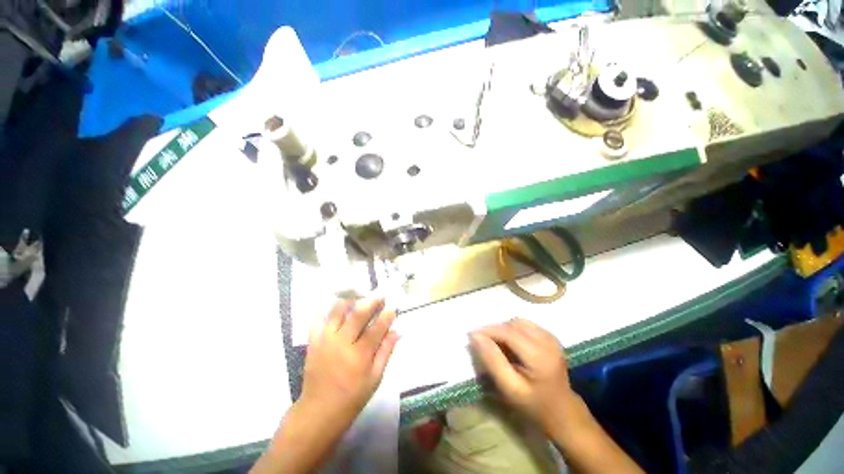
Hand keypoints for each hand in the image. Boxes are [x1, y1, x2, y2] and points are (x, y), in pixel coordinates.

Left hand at [252, 300, 398, 473]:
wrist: (318, 411)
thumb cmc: (352, 398)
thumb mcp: (375, 378)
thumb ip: (386, 352)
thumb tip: (397, 331)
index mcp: (360, 354)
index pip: (377, 328)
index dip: (387, 316)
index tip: (393, 308)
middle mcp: (342, 343)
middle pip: (358, 314)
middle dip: (371, 302)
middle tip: (379, 297)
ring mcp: (325, 340)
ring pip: (337, 312)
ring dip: (350, 301)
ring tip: (359, 297)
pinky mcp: (313, 342)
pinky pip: (317, 320)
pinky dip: (325, 309)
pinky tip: (334, 304)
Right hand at [470, 319, 576, 435]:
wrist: (563, 413)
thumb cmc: (534, 405)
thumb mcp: (509, 388)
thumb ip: (492, 360)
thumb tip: (475, 336)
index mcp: (539, 355)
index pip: (507, 332)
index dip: (488, 330)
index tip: (472, 335)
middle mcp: (547, 341)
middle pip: (513, 324)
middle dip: (495, 330)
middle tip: (484, 343)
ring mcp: (551, 337)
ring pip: (519, 322)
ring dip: (504, 329)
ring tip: (497, 345)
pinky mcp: (551, 337)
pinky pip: (526, 325)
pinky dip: (514, 330)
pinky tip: (512, 345)